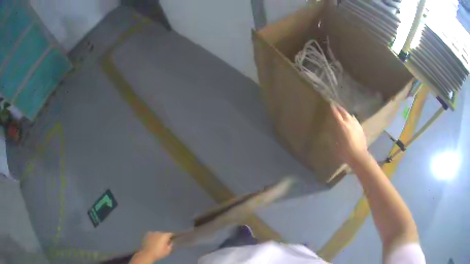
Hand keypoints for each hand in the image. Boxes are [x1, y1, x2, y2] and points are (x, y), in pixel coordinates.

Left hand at [132, 232, 172, 262]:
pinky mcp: (146, 234)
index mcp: (164, 235)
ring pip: (157, 234)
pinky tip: (152, 242)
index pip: (171, 234)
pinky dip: (153, 237)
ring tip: (157, 243)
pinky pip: (152, 235)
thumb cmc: (159, 253)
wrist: (147, 253)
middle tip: (164, 243)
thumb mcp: (168, 250)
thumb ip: (171, 245)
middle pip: (163, 234)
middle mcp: (158, 232)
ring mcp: (151, 232)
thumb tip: (171, 242)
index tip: (174, 239)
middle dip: (164, 238)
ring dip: (158, 237)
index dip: (173, 236)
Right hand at [330, 104, 368, 163]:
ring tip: (343, 111)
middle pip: (344, 113)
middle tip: (336, 106)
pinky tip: (352, 118)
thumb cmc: (345, 152)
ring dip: (346, 113)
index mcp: (342, 126)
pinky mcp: (360, 129)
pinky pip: (355, 120)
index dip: (334, 109)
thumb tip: (333, 129)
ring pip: (350, 116)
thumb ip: (335, 135)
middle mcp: (349, 123)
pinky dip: (352, 117)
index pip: (337, 115)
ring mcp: (356, 125)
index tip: (331, 104)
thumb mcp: (337, 144)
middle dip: (340, 109)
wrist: (359, 156)